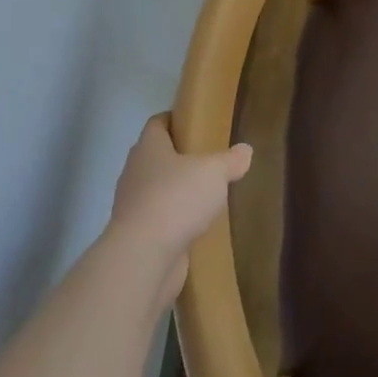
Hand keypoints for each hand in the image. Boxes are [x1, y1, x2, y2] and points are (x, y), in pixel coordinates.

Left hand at [107, 115, 251, 304]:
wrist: (144, 257)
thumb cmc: (177, 199)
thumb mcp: (214, 172)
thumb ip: (231, 160)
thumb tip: (245, 150)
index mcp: (149, 148)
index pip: (157, 123)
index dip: (174, 119)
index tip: (195, 122)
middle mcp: (135, 172)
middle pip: (156, 156)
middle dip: (178, 157)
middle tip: (208, 158)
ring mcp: (133, 205)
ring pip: (156, 189)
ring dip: (176, 190)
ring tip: (206, 193)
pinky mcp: (137, 235)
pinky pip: (159, 219)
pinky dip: (174, 219)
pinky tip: (196, 224)